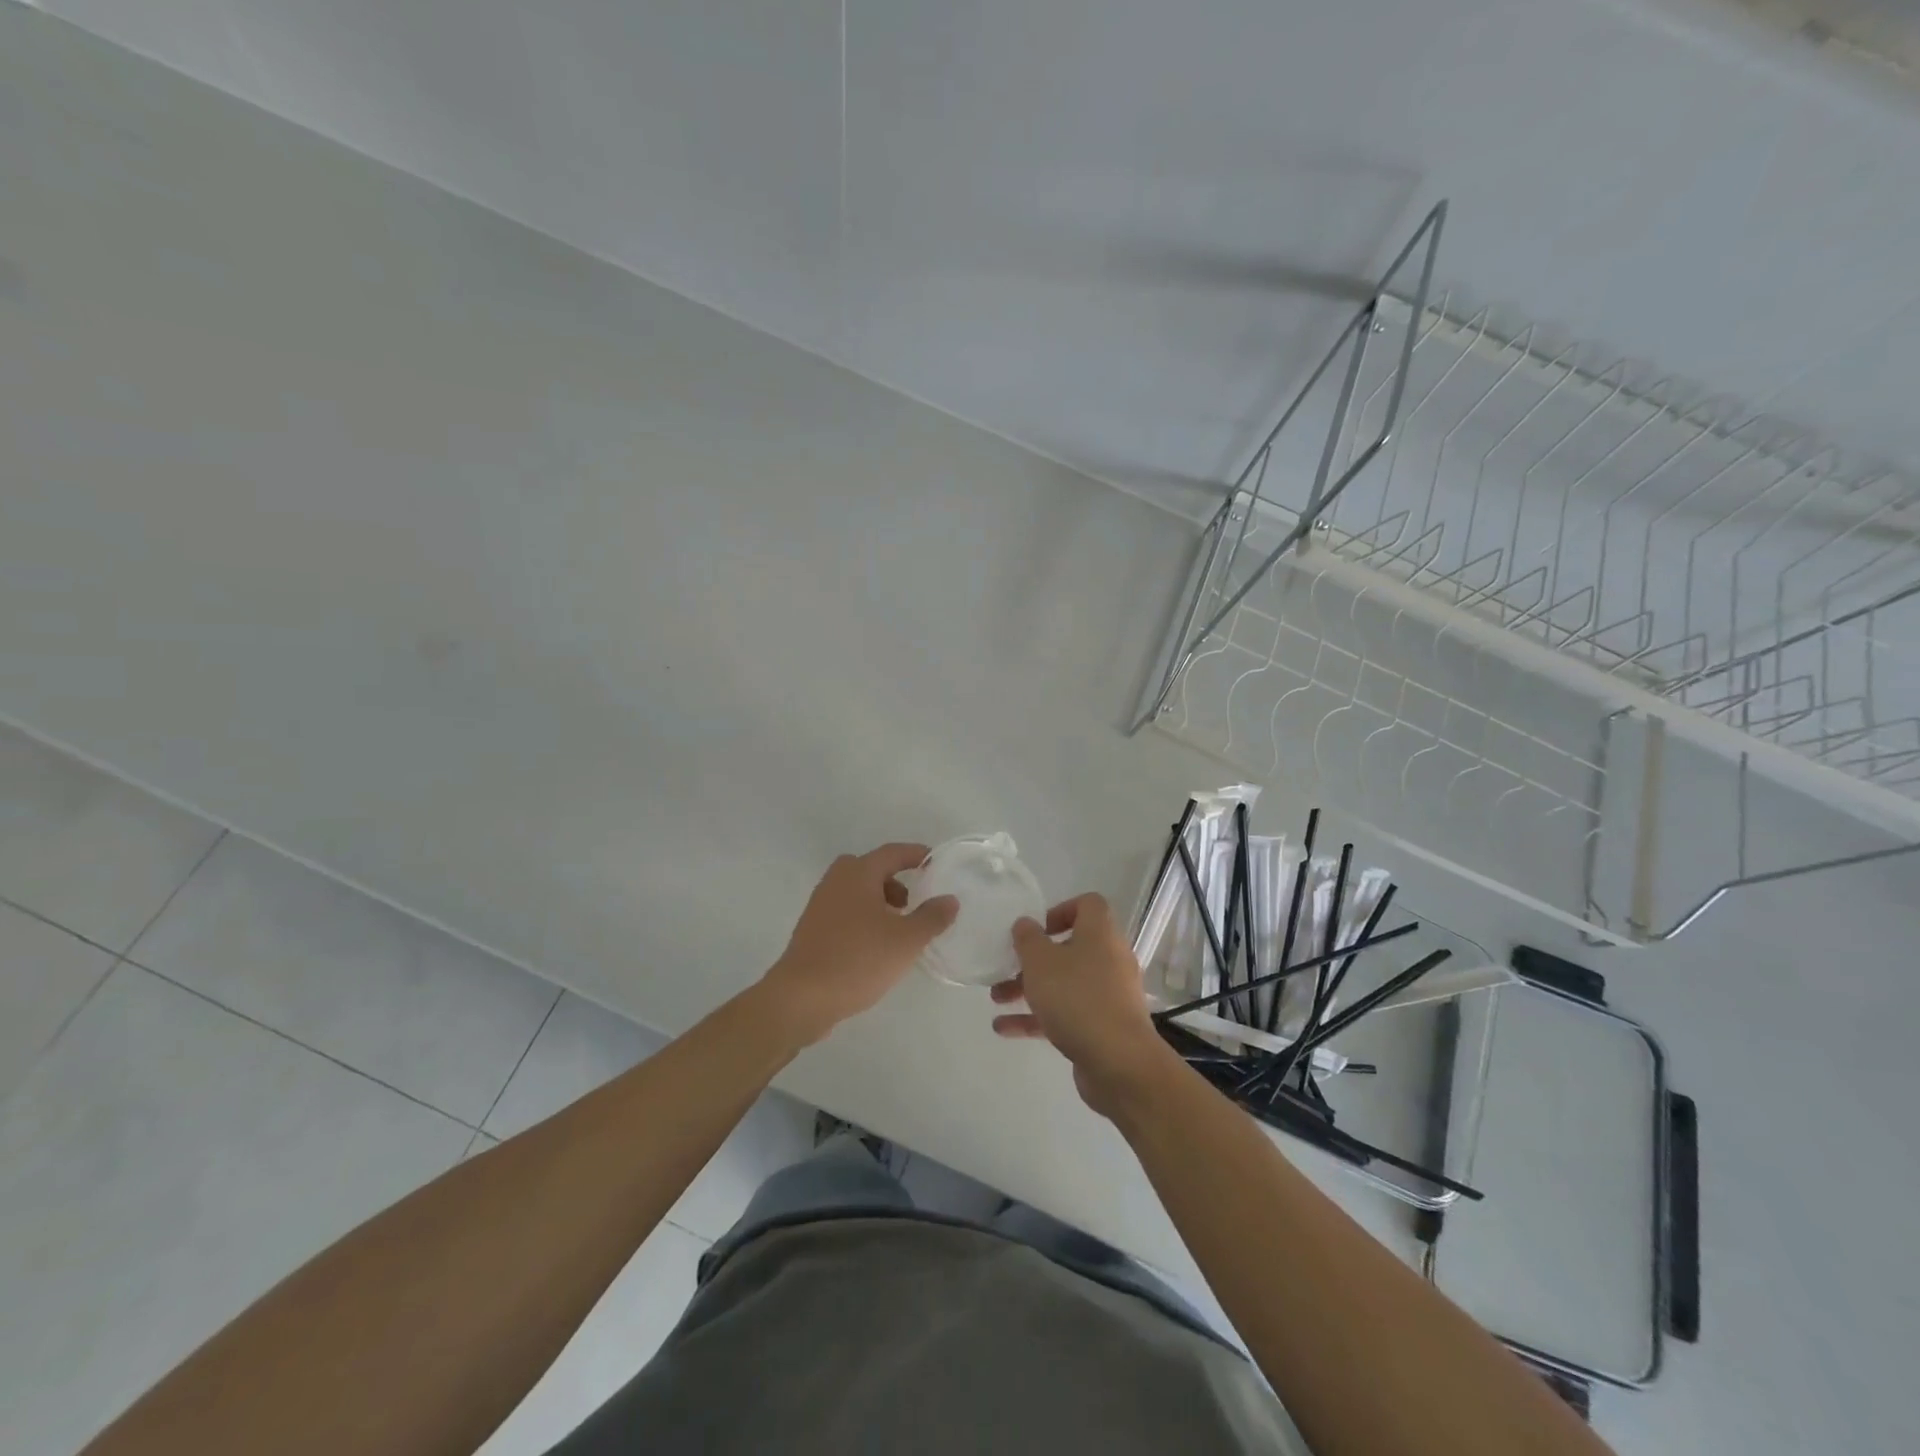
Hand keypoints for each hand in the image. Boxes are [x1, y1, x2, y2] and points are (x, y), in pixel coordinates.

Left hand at [759, 844, 957, 1047]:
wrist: (801, 997)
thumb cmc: (858, 959)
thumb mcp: (906, 940)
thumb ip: (932, 917)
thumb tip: (950, 899)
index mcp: (858, 873)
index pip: (892, 852)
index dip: (916, 855)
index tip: (935, 862)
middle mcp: (836, 881)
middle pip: (870, 868)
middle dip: (894, 880)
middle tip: (912, 902)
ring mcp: (820, 905)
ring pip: (856, 891)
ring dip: (879, 901)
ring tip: (897, 929)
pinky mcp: (812, 929)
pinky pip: (844, 911)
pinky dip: (863, 917)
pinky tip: (874, 947)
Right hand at [991, 894, 1176, 1118]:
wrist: (1118, 1063)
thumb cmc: (1077, 998)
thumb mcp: (1040, 961)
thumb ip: (1028, 938)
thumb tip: (1026, 924)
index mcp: (1100, 934)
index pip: (1088, 905)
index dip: (1061, 910)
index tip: (1036, 929)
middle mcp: (1109, 959)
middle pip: (1070, 948)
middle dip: (1033, 959)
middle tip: (1007, 967)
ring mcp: (1109, 995)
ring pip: (1065, 983)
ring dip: (1030, 989)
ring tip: (997, 999)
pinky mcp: (1104, 1027)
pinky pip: (1068, 1013)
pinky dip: (1039, 1018)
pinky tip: (1004, 1028)